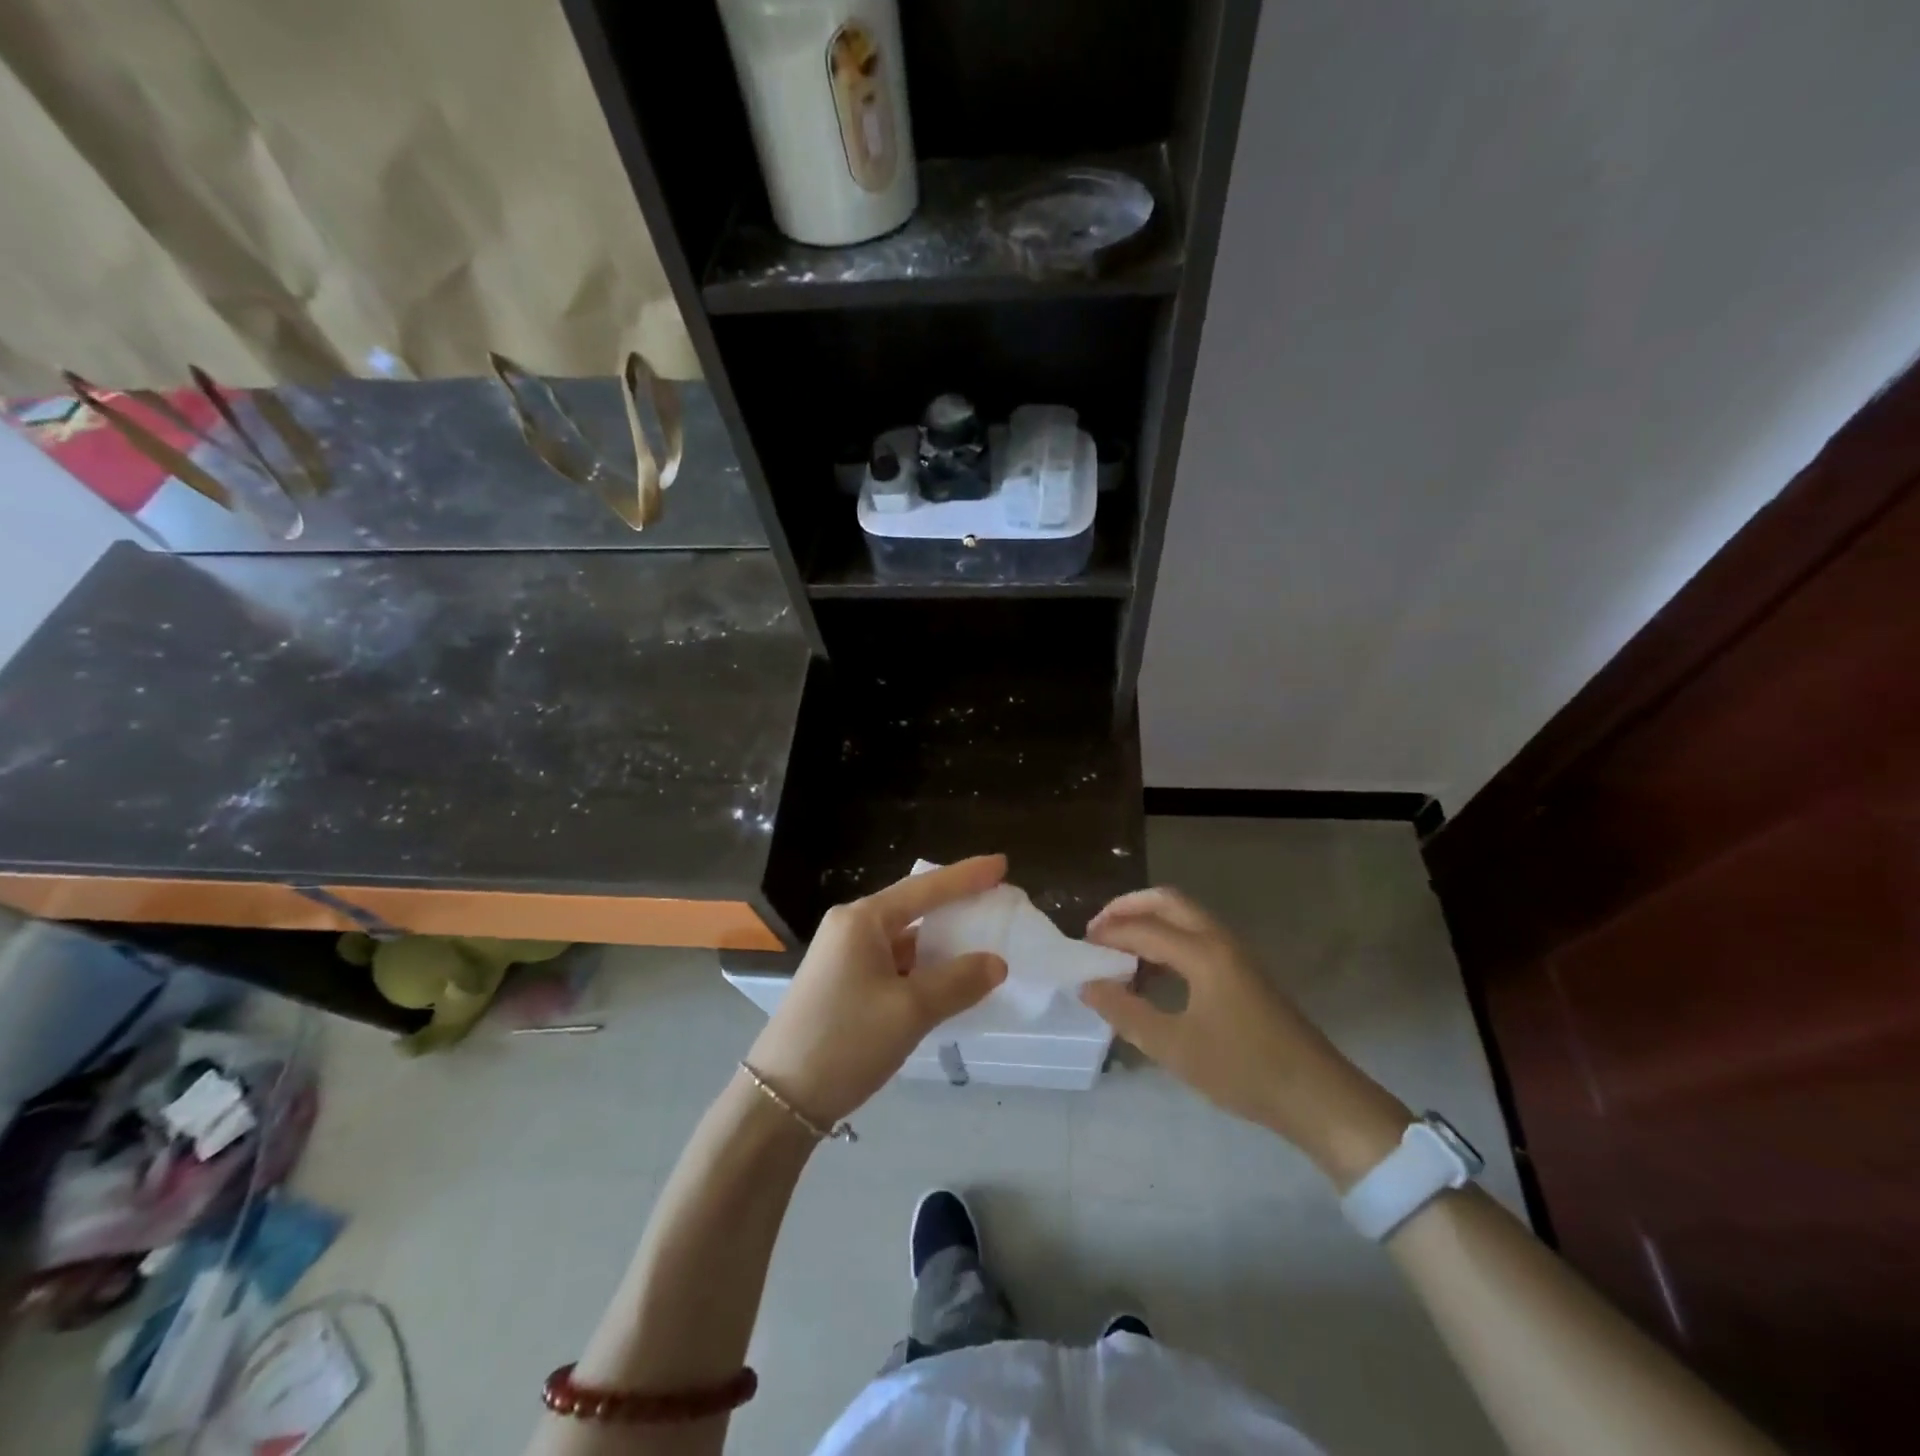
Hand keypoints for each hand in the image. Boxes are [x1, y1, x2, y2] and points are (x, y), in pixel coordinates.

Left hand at [746, 856, 1009, 1125]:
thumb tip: (996, 963)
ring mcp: (844, 955)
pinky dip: (923, 967)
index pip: (925, 888)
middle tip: (997, 902)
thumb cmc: (846, 1040)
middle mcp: (851, 927)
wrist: (780, 1097)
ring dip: (940, 941)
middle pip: (914, 907)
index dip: (967, 876)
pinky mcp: (844, 982)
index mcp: (862, 920)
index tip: (1002, 864)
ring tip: (981, 941)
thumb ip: (958, 982)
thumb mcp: (910, 1011)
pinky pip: (893, 962)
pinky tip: (947, 979)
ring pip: (904, 938)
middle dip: (955, 906)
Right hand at [1082, 887, 1410, 1187]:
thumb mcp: (1175, 1048)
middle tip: (1097, 932)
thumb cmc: (1244, 1071)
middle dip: (1127, 908)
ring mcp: (1235, 953)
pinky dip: (1168, 939)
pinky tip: (1154, 974)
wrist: (1318, 1097)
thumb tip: (1088, 985)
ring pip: (1184, 916)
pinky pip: (1196, 936)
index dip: (1107, 935)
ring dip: (1148, 922)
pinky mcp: (1244, 970)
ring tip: (1118, 953)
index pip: (1142, 928)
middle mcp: (1219, 940)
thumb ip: (1126, 1013)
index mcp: (1202, 953)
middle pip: (1166, 901)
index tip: (1078, 950)